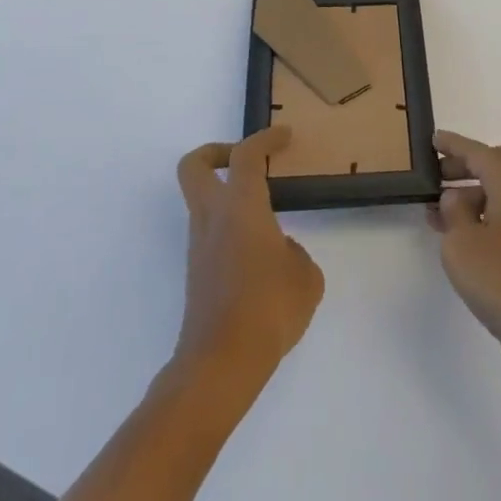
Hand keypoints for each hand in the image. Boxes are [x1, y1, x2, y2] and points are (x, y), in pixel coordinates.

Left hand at [173, 128, 324, 392]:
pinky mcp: (197, 274)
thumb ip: (295, 254)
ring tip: (267, 214)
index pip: (245, 155)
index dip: (265, 138)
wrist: (220, 365)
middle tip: (248, 159)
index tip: (285, 135)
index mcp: (240, 207)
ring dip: (227, 195)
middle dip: (216, 152)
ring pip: (201, 202)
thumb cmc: (269, 308)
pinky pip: (211, 233)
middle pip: (194, 166)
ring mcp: (199, 247)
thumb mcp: (306, 276)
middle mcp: (212, 219)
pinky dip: (231, 228)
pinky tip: (261, 255)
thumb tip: (280, 253)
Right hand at [428, 131, 500, 391]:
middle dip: (466, 166)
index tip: (433, 139)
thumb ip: (454, 213)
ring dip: (471, 196)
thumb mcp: (462, 242)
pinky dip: (481, 219)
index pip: (480, 153)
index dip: (455, 145)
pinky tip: (459, 241)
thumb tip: (457, 198)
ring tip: (436, 213)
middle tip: (437, 176)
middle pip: (498, 167)